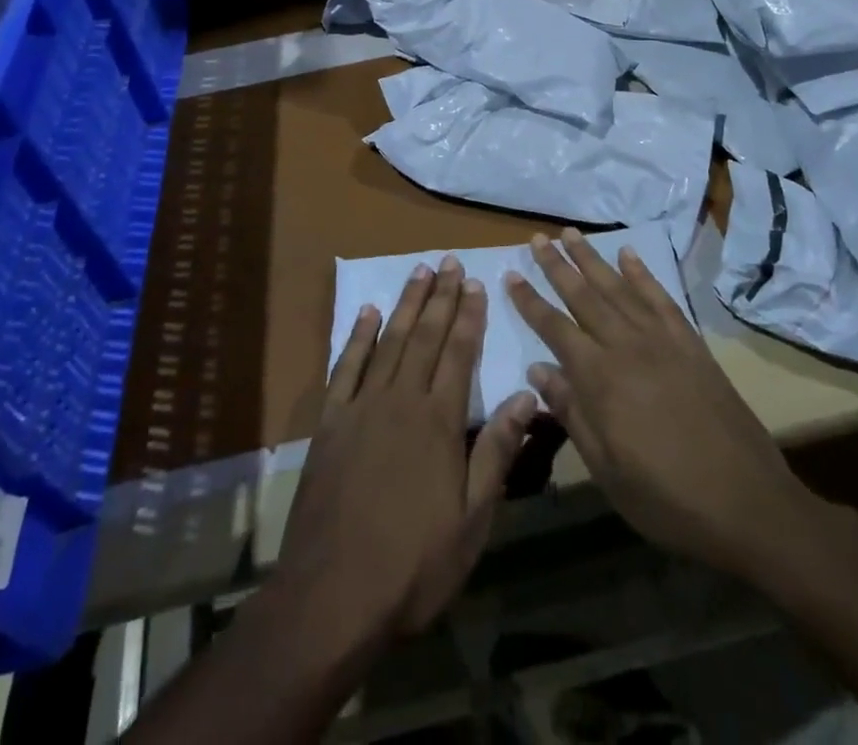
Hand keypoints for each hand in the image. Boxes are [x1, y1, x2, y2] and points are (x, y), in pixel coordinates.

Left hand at [278, 256, 536, 647]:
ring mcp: (361, 407)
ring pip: (389, 341)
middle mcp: (401, 400)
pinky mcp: (330, 423)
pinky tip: (366, 312)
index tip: (476, 283)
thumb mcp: (472, 519)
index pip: (459, 354)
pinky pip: (345, 367)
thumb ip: (496, 451)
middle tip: (449, 262)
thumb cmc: (414, 564)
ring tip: (418, 272)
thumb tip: (527, 394)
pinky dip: (357, 336)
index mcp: (438, 422)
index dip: (469, 316)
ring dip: (406, 304)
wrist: (333, 595)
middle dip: (440, 297)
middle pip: (425, 337)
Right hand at [504, 230, 811, 577]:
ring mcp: (662, 341)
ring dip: (592, 259)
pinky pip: (660, 298)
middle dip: (557, 266)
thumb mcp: (606, 470)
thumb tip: (538, 369)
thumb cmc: (667, 498)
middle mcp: (627, 347)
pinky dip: (642, 273)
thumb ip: (571, 413)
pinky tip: (629, 255)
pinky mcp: (691, 344)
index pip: (555, 328)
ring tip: (571, 234)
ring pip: (618, 288)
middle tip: (537, 238)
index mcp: (600, 379)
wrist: (748, 504)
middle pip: (584, 296)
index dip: (530, 301)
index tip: (511, 275)